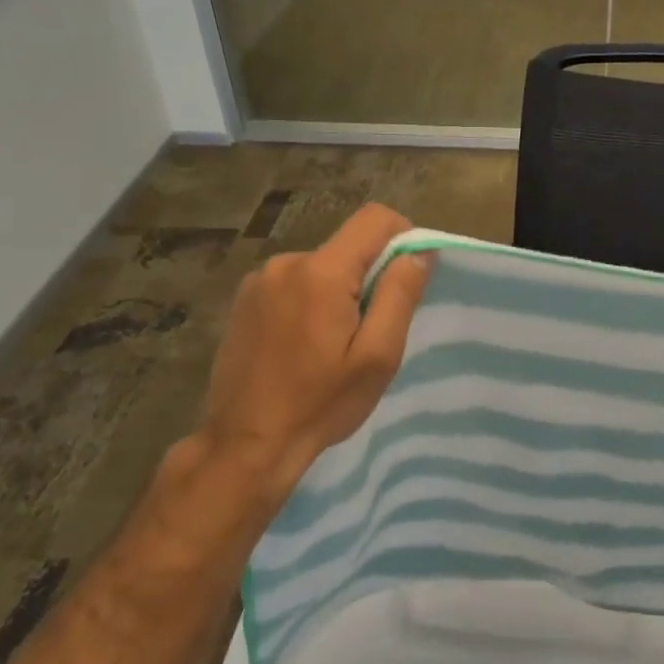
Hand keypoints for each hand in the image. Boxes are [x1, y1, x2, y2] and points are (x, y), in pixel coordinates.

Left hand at [190, 203, 429, 511]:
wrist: (245, 445)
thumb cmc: (320, 404)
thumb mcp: (377, 356)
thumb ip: (399, 295)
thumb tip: (419, 251)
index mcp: (321, 272)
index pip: (375, 218)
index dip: (403, 236)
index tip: (408, 278)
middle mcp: (286, 263)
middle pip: (348, 245)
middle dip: (370, 275)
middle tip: (371, 329)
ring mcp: (260, 280)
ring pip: (322, 265)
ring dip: (339, 291)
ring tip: (334, 344)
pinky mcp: (244, 299)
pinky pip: (296, 282)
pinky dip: (312, 300)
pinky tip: (305, 344)